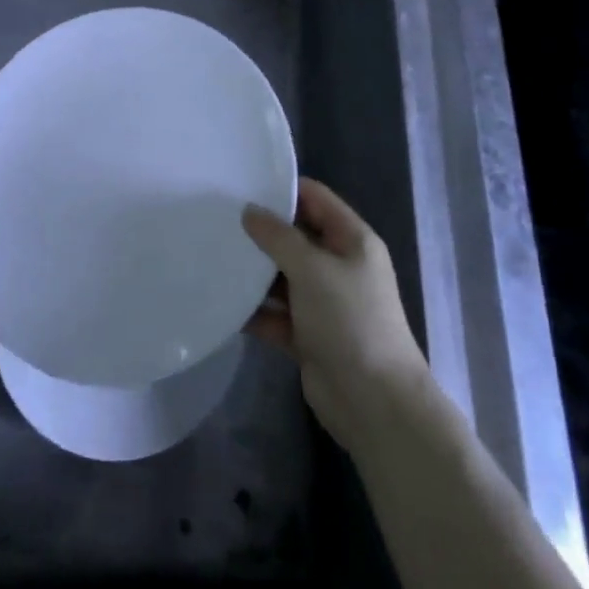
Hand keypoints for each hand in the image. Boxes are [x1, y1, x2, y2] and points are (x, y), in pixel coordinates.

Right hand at [242, 178, 429, 450]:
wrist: (374, 403)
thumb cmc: (349, 321)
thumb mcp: (313, 269)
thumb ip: (279, 237)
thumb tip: (250, 211)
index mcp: (352, 240)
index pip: (315, 198)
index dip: (283, 190)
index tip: (242, 185)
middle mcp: (339, 266)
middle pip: (296, 237)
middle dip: (262, 231)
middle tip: (219, 220)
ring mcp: (324, 302)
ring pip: (283, 276)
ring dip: (255, 272)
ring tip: (214, 256)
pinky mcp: (308, 335)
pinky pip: (277, 313)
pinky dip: (255, 310)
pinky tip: (222, 302)